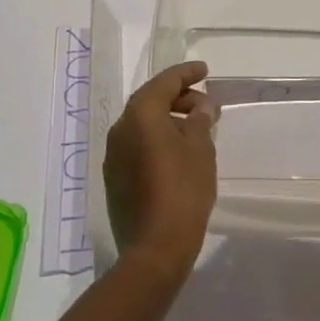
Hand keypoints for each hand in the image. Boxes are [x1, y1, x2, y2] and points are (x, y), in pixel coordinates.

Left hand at [105, 62, 217, 281]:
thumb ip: (201, 120)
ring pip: (143, 123)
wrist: (154, 250)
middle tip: (205, 105)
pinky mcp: (114, 177)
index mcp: (141, 114)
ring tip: (196, 129)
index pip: (165, 81)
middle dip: (179, 97)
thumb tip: (202, 106)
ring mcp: (114, 154)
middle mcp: (121, 128)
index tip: (205, 71)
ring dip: (168, 119)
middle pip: (151, 100)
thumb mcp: (201, 149)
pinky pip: (137, 144)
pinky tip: (177, 152)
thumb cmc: (183, 190)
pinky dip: (156, 139)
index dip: (187, 73)